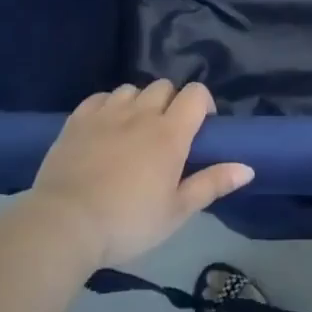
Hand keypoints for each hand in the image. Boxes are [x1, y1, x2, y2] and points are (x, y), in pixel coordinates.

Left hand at [28, 81, 251, 266]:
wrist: (64, 225)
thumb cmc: (127, 222)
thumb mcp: (176, 212)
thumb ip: (212, 184)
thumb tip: (248, 167)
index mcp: (170, 133)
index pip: (196, 93)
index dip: (203, 104)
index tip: (200, 128)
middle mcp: (141, 113)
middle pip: (164, 86)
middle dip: (171, 103)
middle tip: (167, 135)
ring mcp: (106, 113)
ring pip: (132, 89)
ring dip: (139, 103)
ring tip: (134, 130)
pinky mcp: (77, 120)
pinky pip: (100, 98)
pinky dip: (108, 106)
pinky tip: (105, 127)